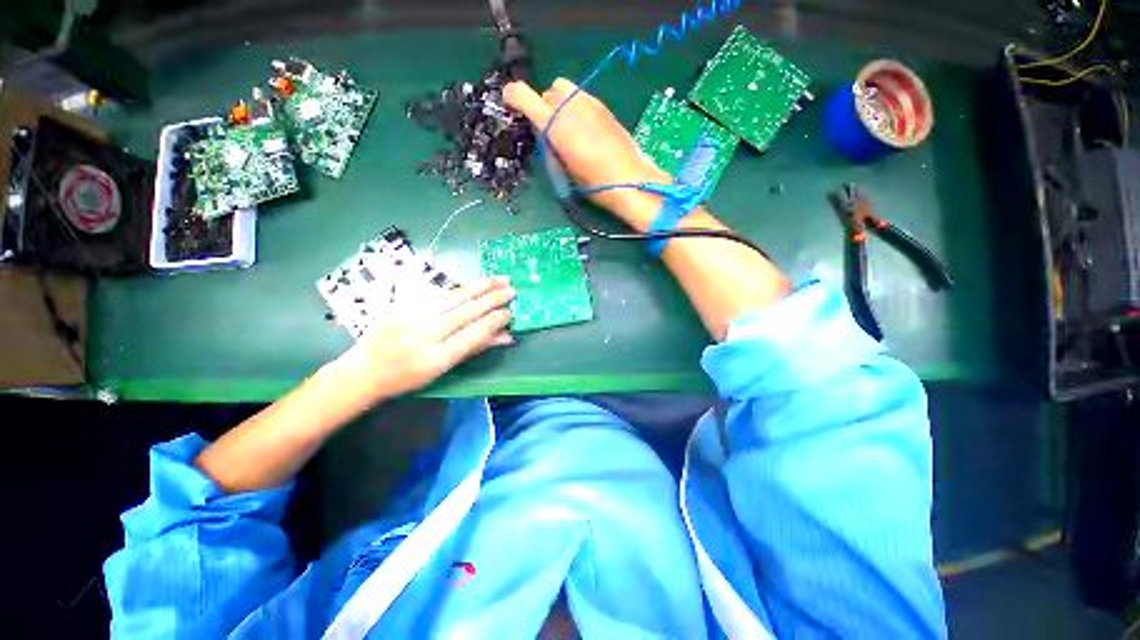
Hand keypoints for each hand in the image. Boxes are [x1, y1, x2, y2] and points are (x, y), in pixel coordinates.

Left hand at [327, 277, 514, 403]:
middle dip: (492, 298)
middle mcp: (424, 335)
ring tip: (499, 278)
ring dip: (479, 286)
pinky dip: (459, 288)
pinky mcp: (401, 304)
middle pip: (466, 311)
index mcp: (436, 358)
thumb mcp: (443, 370)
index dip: (495, 321)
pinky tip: (474, 284)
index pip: (474, 334)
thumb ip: (475, 350)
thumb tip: (507, 337)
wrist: (363, 371)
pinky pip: (436, 293)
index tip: (510, 312)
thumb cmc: (407, 378)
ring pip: (453, 297)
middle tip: (512, 289)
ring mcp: (410, 316)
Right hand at [505, 79, 670, 229]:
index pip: (524, 96)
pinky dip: (576, 107)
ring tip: (568, 128)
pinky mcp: (604, 106)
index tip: (511, 104)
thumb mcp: (564, 169)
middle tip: (550, 130)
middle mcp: (570, 107)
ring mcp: (589, 103)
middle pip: (547, 91)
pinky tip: (584, 128)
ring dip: (560, 104)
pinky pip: (581, 97)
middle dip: (544, 107)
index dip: (513, 97)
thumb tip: (545, 134)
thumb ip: (551, 145)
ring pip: (565, 89)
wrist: (630, 181)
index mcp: (556, 126)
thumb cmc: (594, 184)